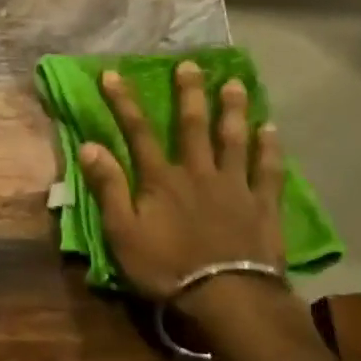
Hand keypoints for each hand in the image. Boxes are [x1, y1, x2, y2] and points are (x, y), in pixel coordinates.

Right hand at [78, 62, 286, 310]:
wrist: (227, 296)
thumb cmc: (166, 266)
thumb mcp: (123, 232)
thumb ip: (109, 188)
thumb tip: (89, 146)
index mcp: (161, 179)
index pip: (138, 132)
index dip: (123, 102)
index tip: (113, 74)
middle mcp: (198, 172)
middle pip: (192, 126)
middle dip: (188, 93)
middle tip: (190, 64)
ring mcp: (234, 186)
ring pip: (233, 140)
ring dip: (232, 110)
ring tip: (234, 84)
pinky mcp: (262, 205)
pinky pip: (268, 170)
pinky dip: (270, 148)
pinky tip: (271, 129)